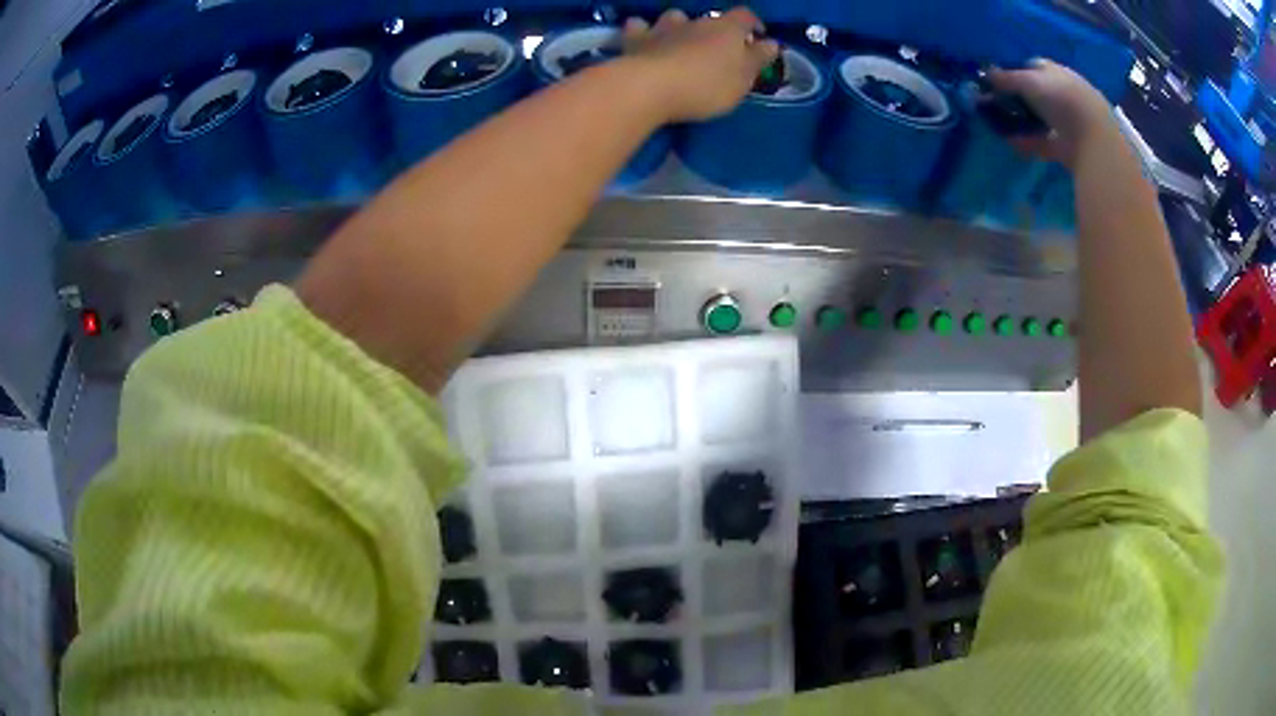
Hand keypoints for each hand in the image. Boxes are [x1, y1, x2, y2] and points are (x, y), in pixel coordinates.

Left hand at [620, 7, 779, 122]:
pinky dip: (642, 31)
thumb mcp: (743, 79)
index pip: (745, 16)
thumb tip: (771, 43)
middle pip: (710, 19)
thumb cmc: (706, 86)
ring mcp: (663, 28)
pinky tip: (644, 42)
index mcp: (727, 29)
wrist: (651, 87)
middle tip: (717, 51)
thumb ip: (757, 59)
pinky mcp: (636, 40)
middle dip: (716, 31)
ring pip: (675, 17)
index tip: (757, 37)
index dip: (753, 24)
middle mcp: (696, 21)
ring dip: (679, 27)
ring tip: (681, 43)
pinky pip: (638, 27)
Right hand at [990, 59, 1114, 168]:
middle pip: (1036, 93)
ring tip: (1003, 126)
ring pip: (1040, 118)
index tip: (999, 80)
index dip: (1015, 71)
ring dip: (1023, 122)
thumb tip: (985, 73)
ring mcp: (1068, 120)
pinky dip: (1029, 143)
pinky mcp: (1068, 145)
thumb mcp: (1028, 81)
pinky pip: (1043, 141)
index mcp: (1057, 72)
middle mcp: (1063, 93)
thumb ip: (1006, 78)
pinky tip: (1014, 144)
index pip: (1033, 66)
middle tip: (999, 104)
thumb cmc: (1062, 99)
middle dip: (1018, 98)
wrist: (1094, 139)